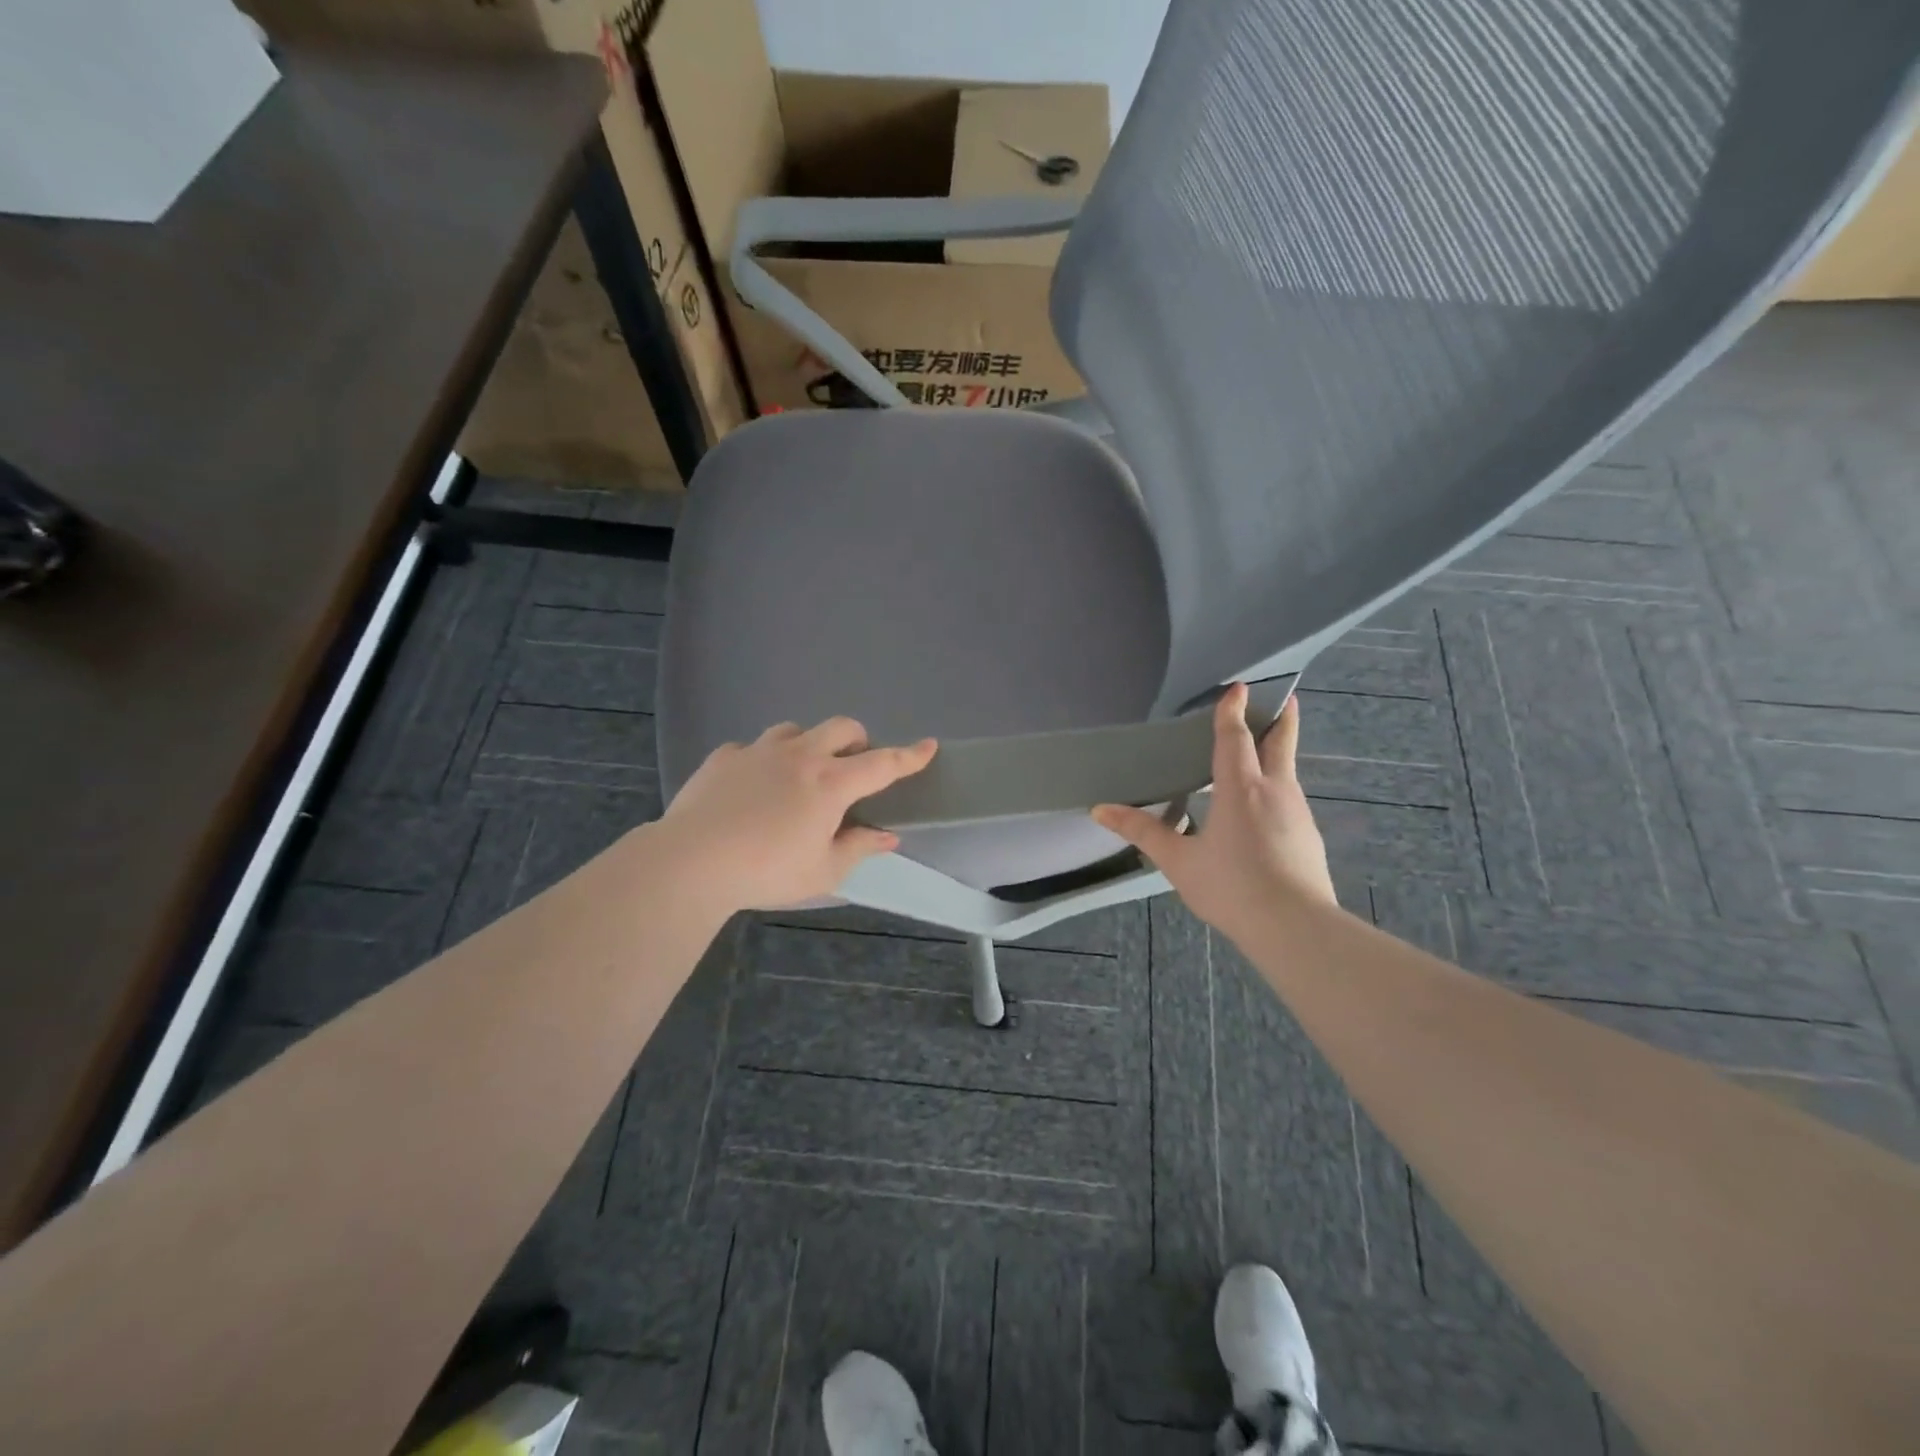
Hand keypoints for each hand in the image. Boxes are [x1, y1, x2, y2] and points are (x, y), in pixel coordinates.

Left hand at [659, 718, 936, 912]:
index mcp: (830, 784)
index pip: (882, 764)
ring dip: (809, 745)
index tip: (929, 745)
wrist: (691, 862)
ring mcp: (759, 751)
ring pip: (796, 729)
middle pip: (842, 728)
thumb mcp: (823, 871)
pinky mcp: (724, 757)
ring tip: (802, 773)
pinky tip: (753, 786)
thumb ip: (858, 848)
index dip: (910, 755)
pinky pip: (752, 748)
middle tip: (855, 767)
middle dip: (859, 740)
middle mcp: (800, 756)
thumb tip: (887, 836)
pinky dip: (763, 760)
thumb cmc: (766, 871)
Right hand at [1093, 685, 1335, 942]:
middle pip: (1279, 743)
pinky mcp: (1309, 837)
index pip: (1235, 738)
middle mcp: (1275, 790)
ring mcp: (1298, 813)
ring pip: (1287, 772)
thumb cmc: (1231, 886)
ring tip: (1262, 753)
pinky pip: (1291, 800)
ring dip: (1277, 754)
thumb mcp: (1178, 861)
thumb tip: (1100, 809)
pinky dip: (1279, 788)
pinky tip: (1266, 810)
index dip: (1233, 711)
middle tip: (1283, 697)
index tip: (1237, 687)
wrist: (1295, 928)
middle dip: (1281, 718)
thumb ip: (1142, 832)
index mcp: (1240, 788)